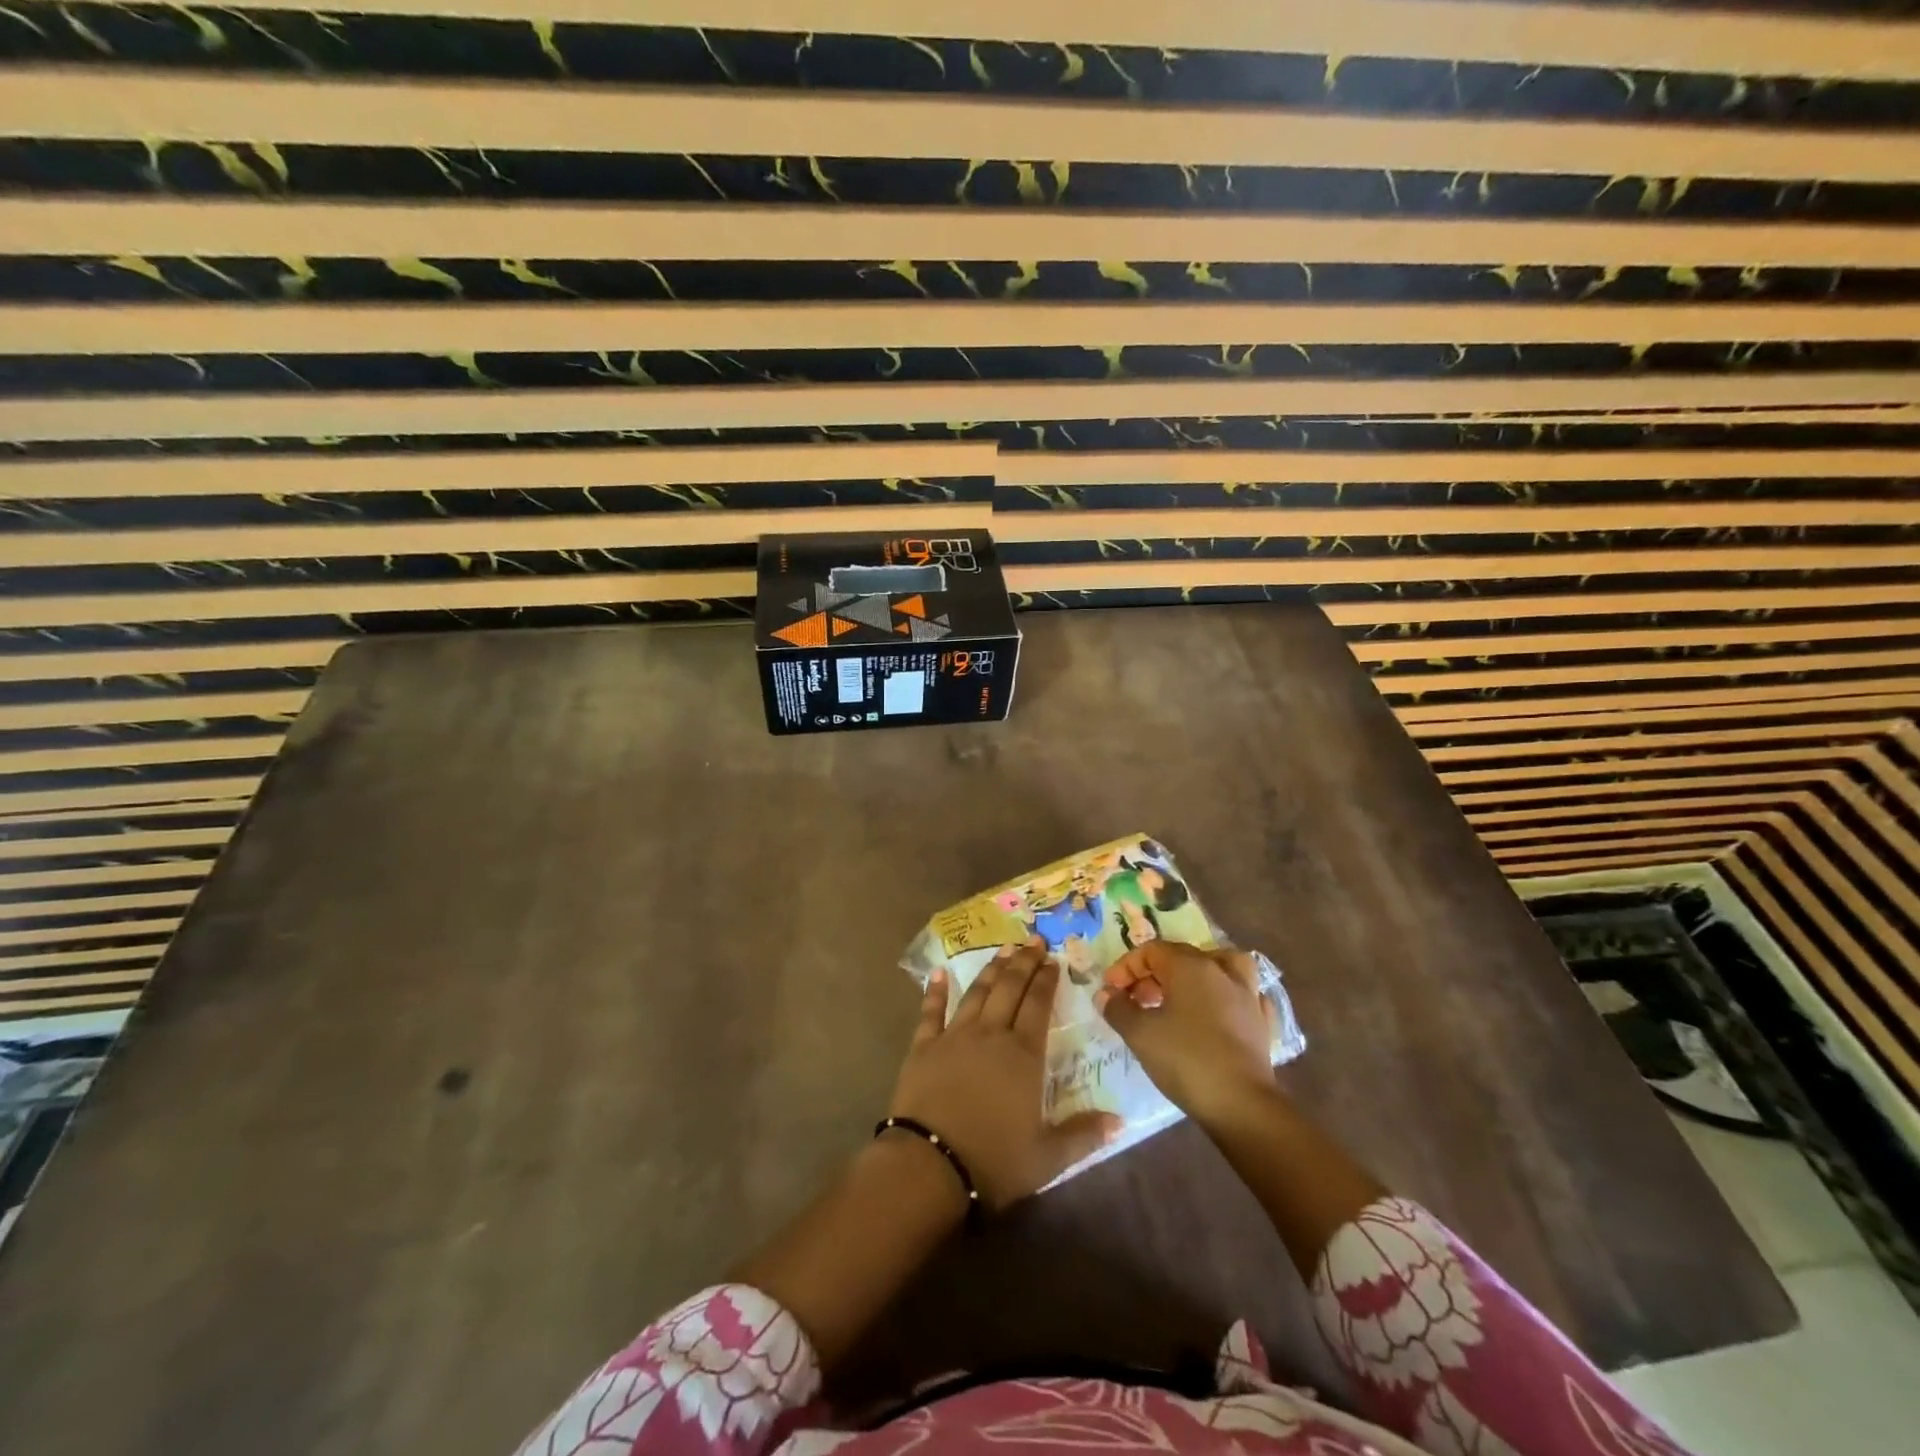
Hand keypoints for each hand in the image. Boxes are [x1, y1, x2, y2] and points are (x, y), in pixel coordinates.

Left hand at [888, 940, 1118, 1208]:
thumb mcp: (1048, 1157)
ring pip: (977, 993)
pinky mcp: (924, 1046)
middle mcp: (991, 1034)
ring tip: (1004, 950)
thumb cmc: (994, 1160)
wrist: (931, 1164)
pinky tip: (939, 973)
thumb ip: (1083, 1134)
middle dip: (1024, 962)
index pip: (1039, 1005)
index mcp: (1023, 1055)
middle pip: (1010, 988)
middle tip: (1034, 940)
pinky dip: (935, 991)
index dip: (1047, 980)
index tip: (1054, 960)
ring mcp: (955, 1036)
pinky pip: (931, 1011)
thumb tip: (1119, 1120)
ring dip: (991, 969)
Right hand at [1096, 941, 1276, 1125]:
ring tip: (1180, 995)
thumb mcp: (1140, 1033)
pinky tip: (1220, 1012)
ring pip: (1220, 966)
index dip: (1126, 967)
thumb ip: (1118, 1008)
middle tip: (1135, 1000)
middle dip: (1152, 974)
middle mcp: (1220, 971)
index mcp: (1190, 966)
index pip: (1151, 951)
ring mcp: (1247, 995)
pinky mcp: (1262, 1022)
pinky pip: (1244, 995)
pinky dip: (1228, 997)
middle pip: (1181, 957)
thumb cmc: (1186, 1060)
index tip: (1111, 991)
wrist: (1242, 1104)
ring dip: (1197, 975)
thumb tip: (1106, 994)